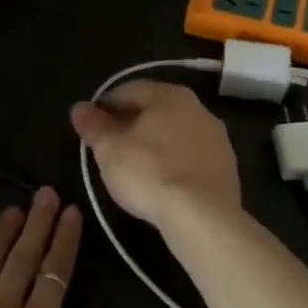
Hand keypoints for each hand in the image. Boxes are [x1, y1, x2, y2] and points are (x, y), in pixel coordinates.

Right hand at [69, 81, 241, 232]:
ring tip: (134, 168)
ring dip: (154, 144)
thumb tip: (79, 108)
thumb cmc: (149, 172)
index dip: (105, 105)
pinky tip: (161, 184)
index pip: (129, 90)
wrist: (203, 217)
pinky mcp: (227, 169)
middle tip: (109, 146)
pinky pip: (191, 158)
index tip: (91, 125)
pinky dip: (173, 164)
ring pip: (175, 134)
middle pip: (155, 111)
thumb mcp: (109, 149)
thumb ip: (93, 125)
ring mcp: (217, 139)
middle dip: (131, 124)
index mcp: (170, 95)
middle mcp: (198, 109)